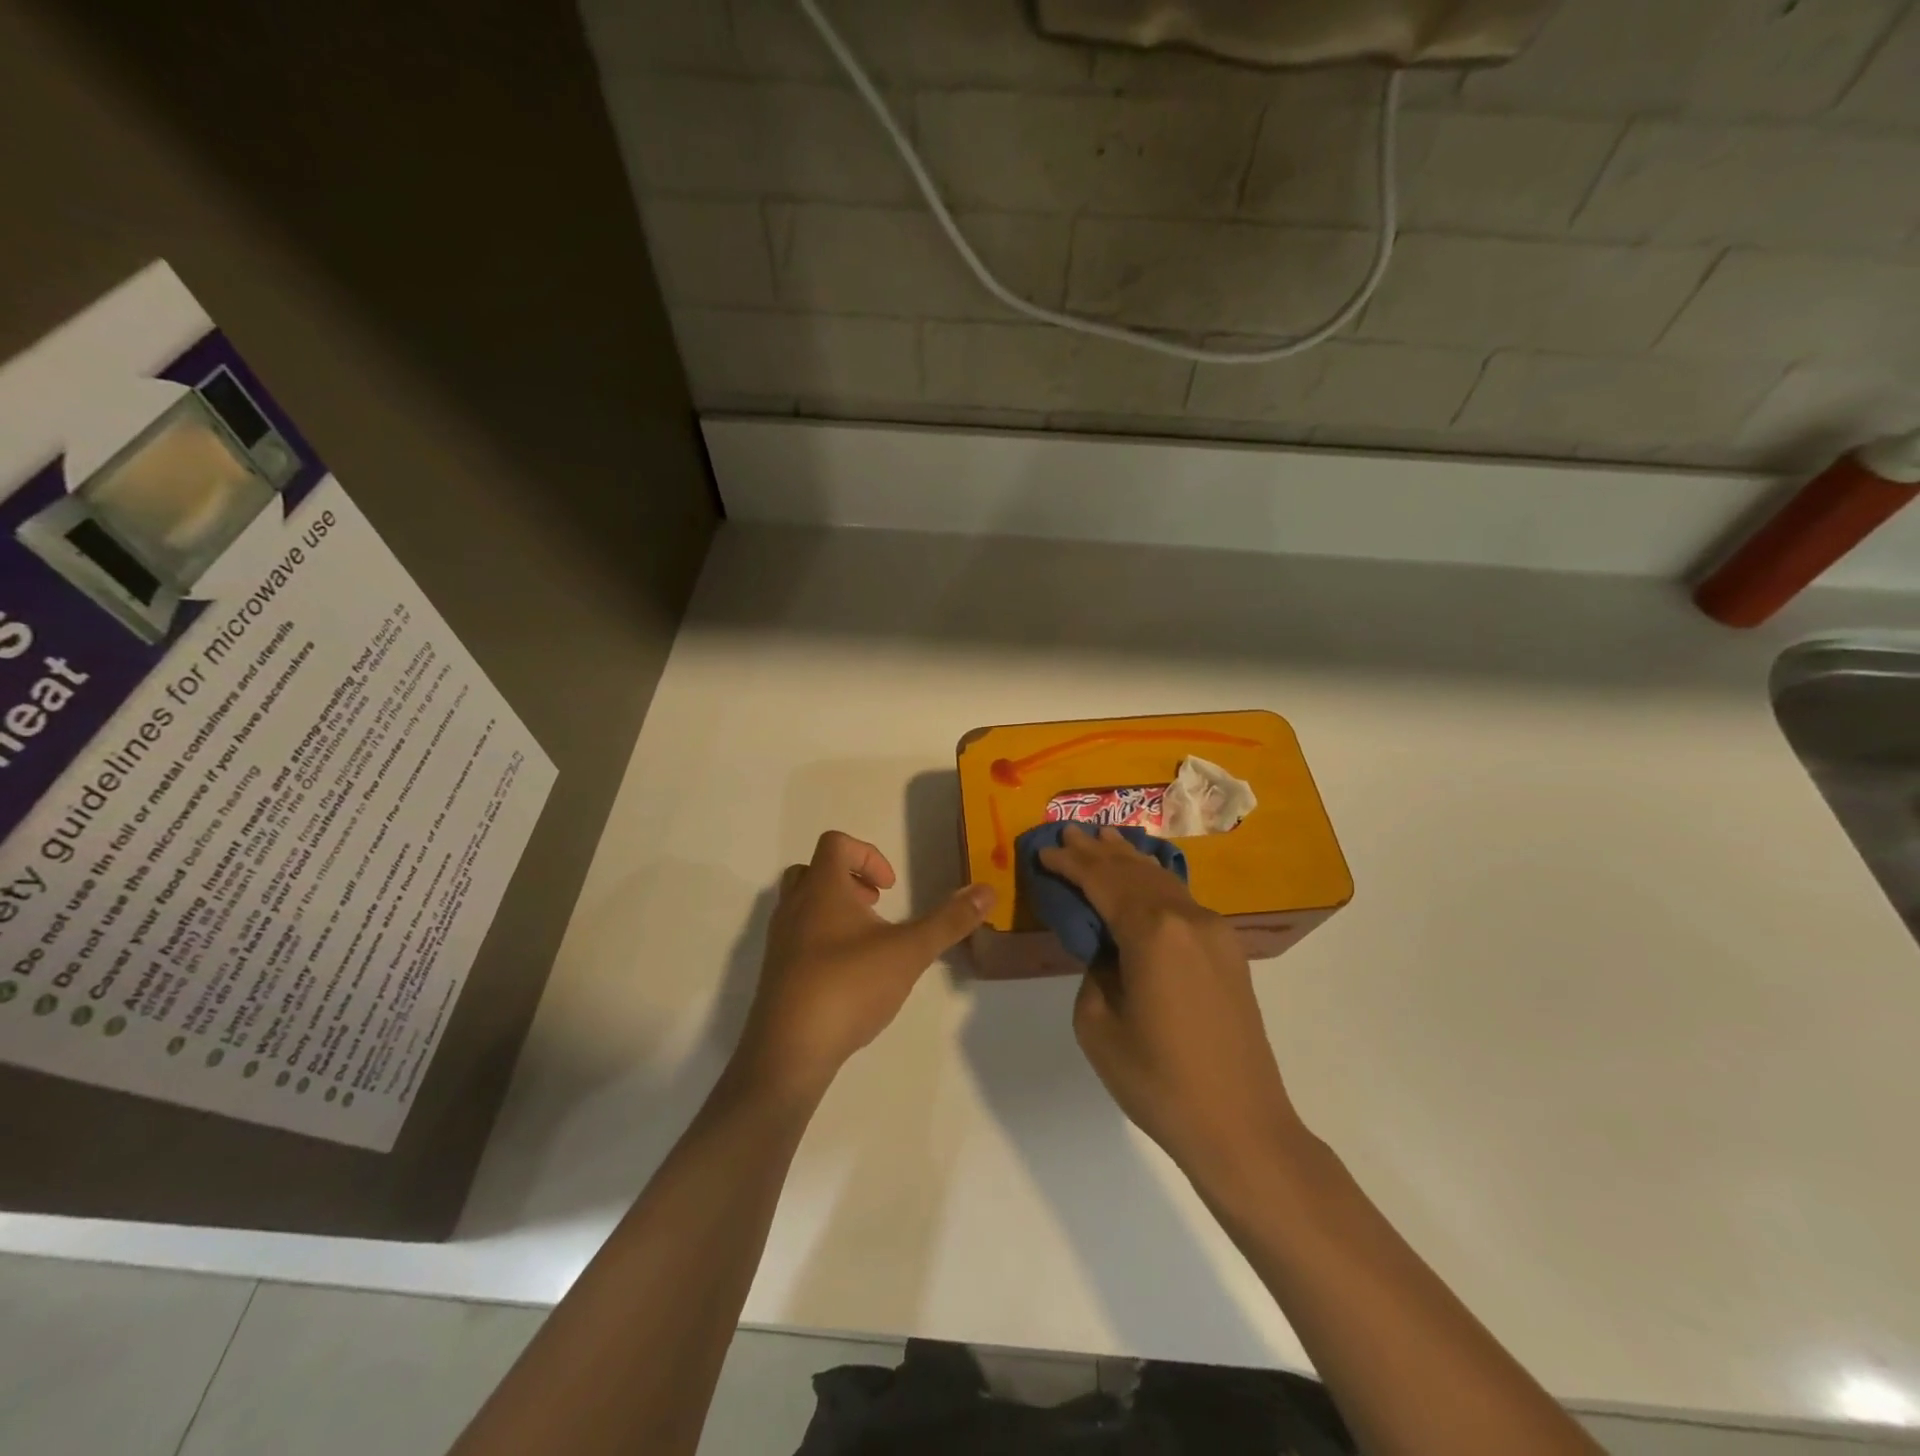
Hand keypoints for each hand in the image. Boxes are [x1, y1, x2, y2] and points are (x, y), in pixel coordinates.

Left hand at [735, 831, 994, 1101]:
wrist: (789, 1052)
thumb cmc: (849, 986)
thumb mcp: (909, 952)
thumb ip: (949, 921)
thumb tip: (987, 890)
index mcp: (822, 889)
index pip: (836, 844)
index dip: (868, 855)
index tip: (890, 887)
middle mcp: (794, 907)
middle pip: (813, 870)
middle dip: (848, 880)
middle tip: (875, 906)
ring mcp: (780, 942)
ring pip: (802, 905)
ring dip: (835, 910)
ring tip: (867, 941)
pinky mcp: (776, 974)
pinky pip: (797, 938)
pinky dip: (823, 941)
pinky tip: (850, 976)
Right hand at [1038, 827, 1306, 1178]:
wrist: (1242, 1126)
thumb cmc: (1159, 1080)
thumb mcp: (1098, 1025)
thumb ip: (1094, 969)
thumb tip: (1106, 948)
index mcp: (1152, 931)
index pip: (1101, 881)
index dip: (1069, 864)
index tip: (1044, 850)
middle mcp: (1187, 917)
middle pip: (1133, 871)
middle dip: (1097, 851)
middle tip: (1068, 832)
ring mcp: (1214, 931)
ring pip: (1162, 880)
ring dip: (1128, 860)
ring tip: (1102, 838)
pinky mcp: (1227, 949)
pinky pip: (1181, 900)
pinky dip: (1154, 881)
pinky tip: (1142, 875)